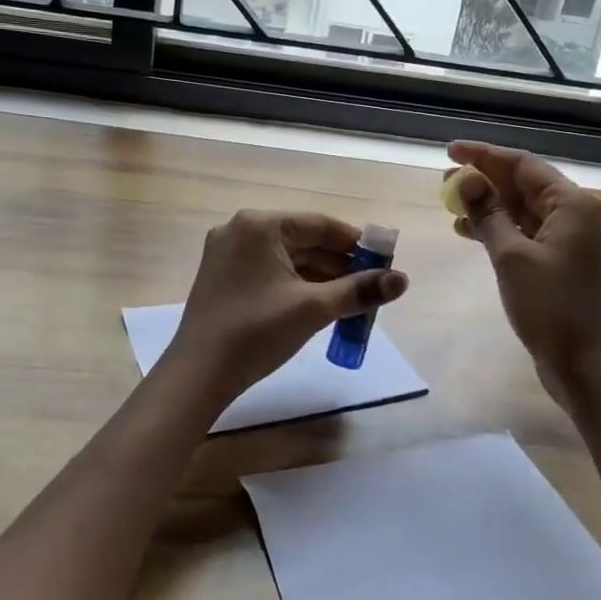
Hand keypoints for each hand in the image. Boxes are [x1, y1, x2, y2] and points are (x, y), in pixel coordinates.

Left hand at [167, 210, 408, 404]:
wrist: (198, 375)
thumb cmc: (257, 332)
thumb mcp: (314, 308)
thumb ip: (359, 290)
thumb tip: (402, 280)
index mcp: (260, 225)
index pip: (320, 225)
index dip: (356, 243)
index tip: (384, 262)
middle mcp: (240, 230)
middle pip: (303, 240)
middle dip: (339, 264)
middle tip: (371, 286)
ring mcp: (227, 254)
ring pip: (287, 258)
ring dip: (319, 276)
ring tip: (351, 300)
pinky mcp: (222, 277)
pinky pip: (269, 271)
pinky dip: (296, 284)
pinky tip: (319, 305)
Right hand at [448, 141, 600, 400]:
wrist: (589, 367)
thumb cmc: (551, 308)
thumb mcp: (512, 257)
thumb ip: (488, 214)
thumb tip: (467, 181)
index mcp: (572, 205)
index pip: (523, 165)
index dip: (484, 155)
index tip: (450, 151)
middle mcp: (577, 216)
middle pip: (525, 185)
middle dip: (485, 180)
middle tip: (445, 181)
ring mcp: (573, 242)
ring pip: (525, 211)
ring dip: (490, 205)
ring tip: (451, 205)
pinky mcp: (564, 265)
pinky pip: (528, 234)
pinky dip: (501, 230)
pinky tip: (470, 233)